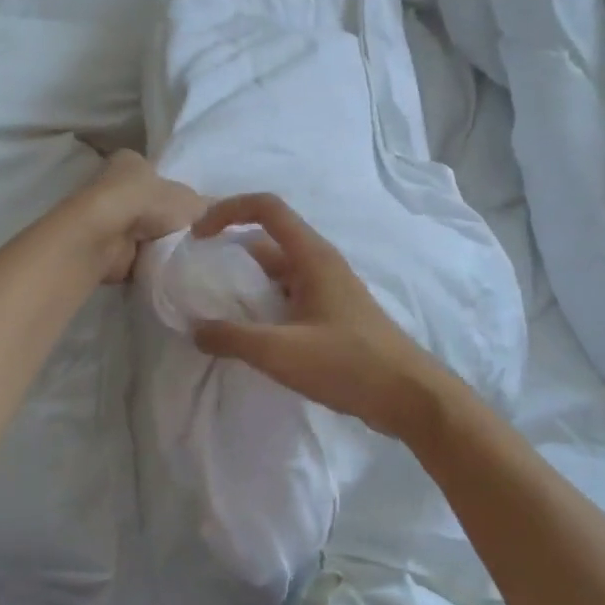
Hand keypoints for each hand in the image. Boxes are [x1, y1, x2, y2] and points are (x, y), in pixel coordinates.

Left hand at [77, 150, 207, 282]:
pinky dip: (146, 261)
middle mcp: (114, 185)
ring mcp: (107, 217)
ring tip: (183, 256)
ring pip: (141, 231)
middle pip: (149, 204)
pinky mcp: (103, 245)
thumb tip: (221, 213)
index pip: (157, 174)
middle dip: (167, 221)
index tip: (195, 213)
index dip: (176, 191)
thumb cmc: (147, 203)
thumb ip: (207, 207)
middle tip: (195, 238)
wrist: (106, 237)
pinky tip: (164, 267)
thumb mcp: (190, 200)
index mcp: (131, 162)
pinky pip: (132, 254)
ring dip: (156, 243)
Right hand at [190, 193, 454, 438]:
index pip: (266, 208)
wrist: (407, 396)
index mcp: (312, 256)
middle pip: (267, 242)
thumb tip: (196, 329)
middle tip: (197, 279)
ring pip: (277, 274)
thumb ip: (233, 338)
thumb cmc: (348, 364)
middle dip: (230, 253)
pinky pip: (289, 298)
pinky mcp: (332, 316)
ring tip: (213, 310)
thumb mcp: (282, 351)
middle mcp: (320, 264)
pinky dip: (263, 306)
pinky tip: (247, 335)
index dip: (228, 210)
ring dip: (246, 285)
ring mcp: (328, 290)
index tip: (198, 237)